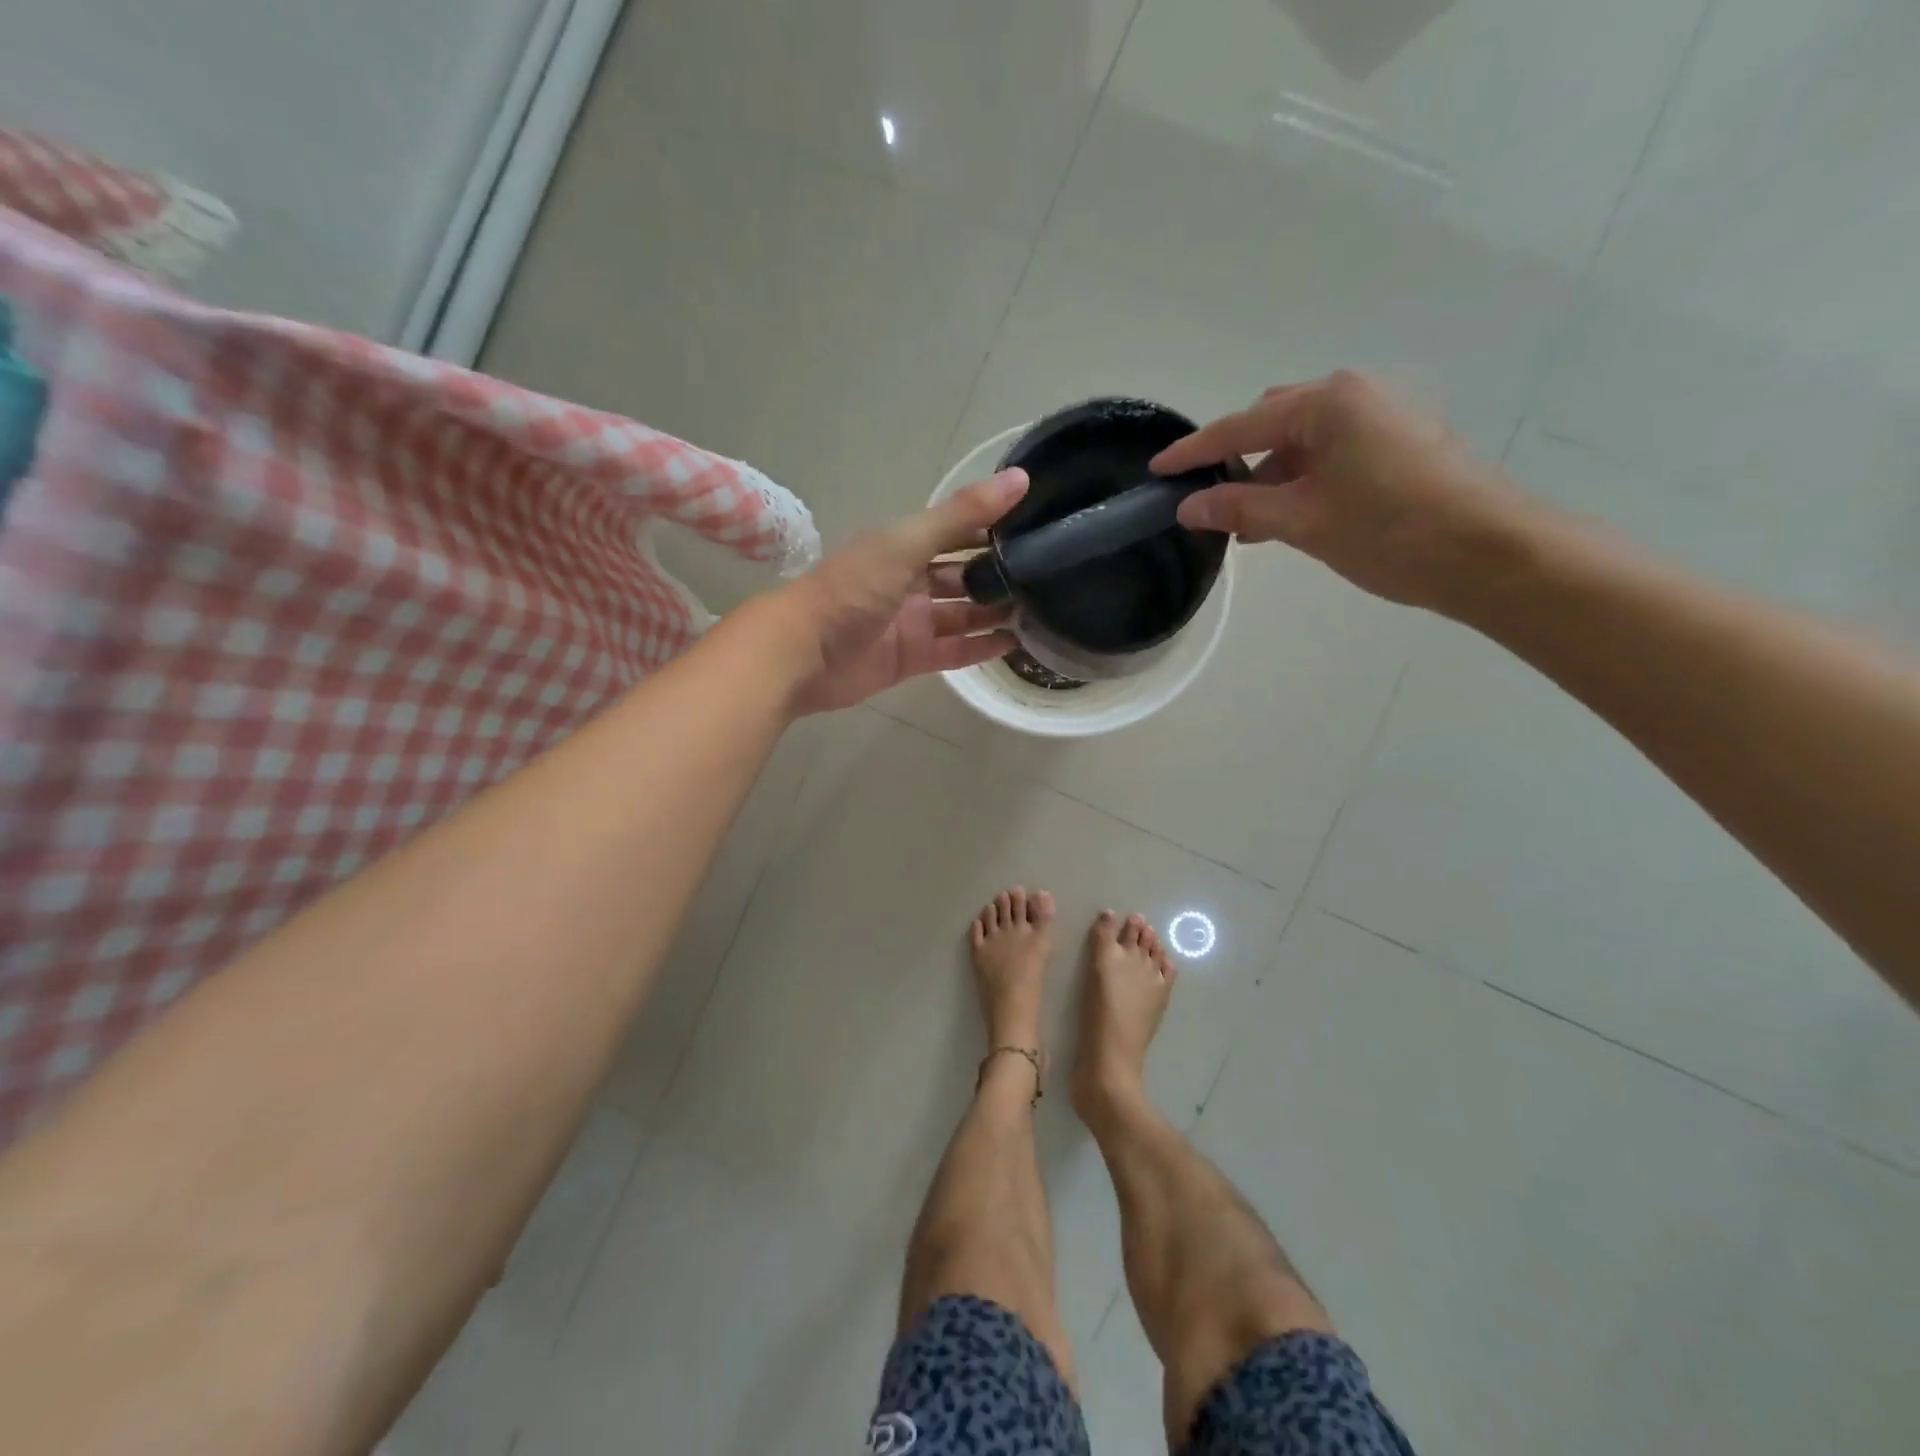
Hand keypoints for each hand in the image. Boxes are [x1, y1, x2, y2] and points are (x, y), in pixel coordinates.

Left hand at [783, 470, 1028, 713]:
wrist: (802, 653)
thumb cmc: (852, 590)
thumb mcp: (907, 543)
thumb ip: (961, 516)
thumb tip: (1020, 478)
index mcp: (905, 547)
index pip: (957, 533)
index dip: (993, 528)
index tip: (1039, 526)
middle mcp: (910, 582)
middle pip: (962, 576)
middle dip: (999, 576)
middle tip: (1050, 578)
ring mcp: (911, 623)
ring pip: (962, 616)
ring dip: (995, 613)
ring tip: (1044, 612)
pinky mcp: (911, 659)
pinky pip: (954, 652)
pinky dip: (981, 649)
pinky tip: (1016, 646)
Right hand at [1153, 372, 1539, 612]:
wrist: (1489, 553)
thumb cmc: (1389, 530)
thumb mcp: (1302, 522)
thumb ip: (1240, 509)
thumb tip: (1189, 507)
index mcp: (1327, 404)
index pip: (1241, 426)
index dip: (1195, 451)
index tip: (1158, 470)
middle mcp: (1354, 397)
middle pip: (1274, 423)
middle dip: (1238, 460)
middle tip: (1210, 500)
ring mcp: (1381, 419)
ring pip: (1303, 442)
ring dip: (1270, 477)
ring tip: (1247, 523)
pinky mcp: (1398, 445)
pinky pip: (1330, 455)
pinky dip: (1301, 481)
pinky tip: (1289, 517)